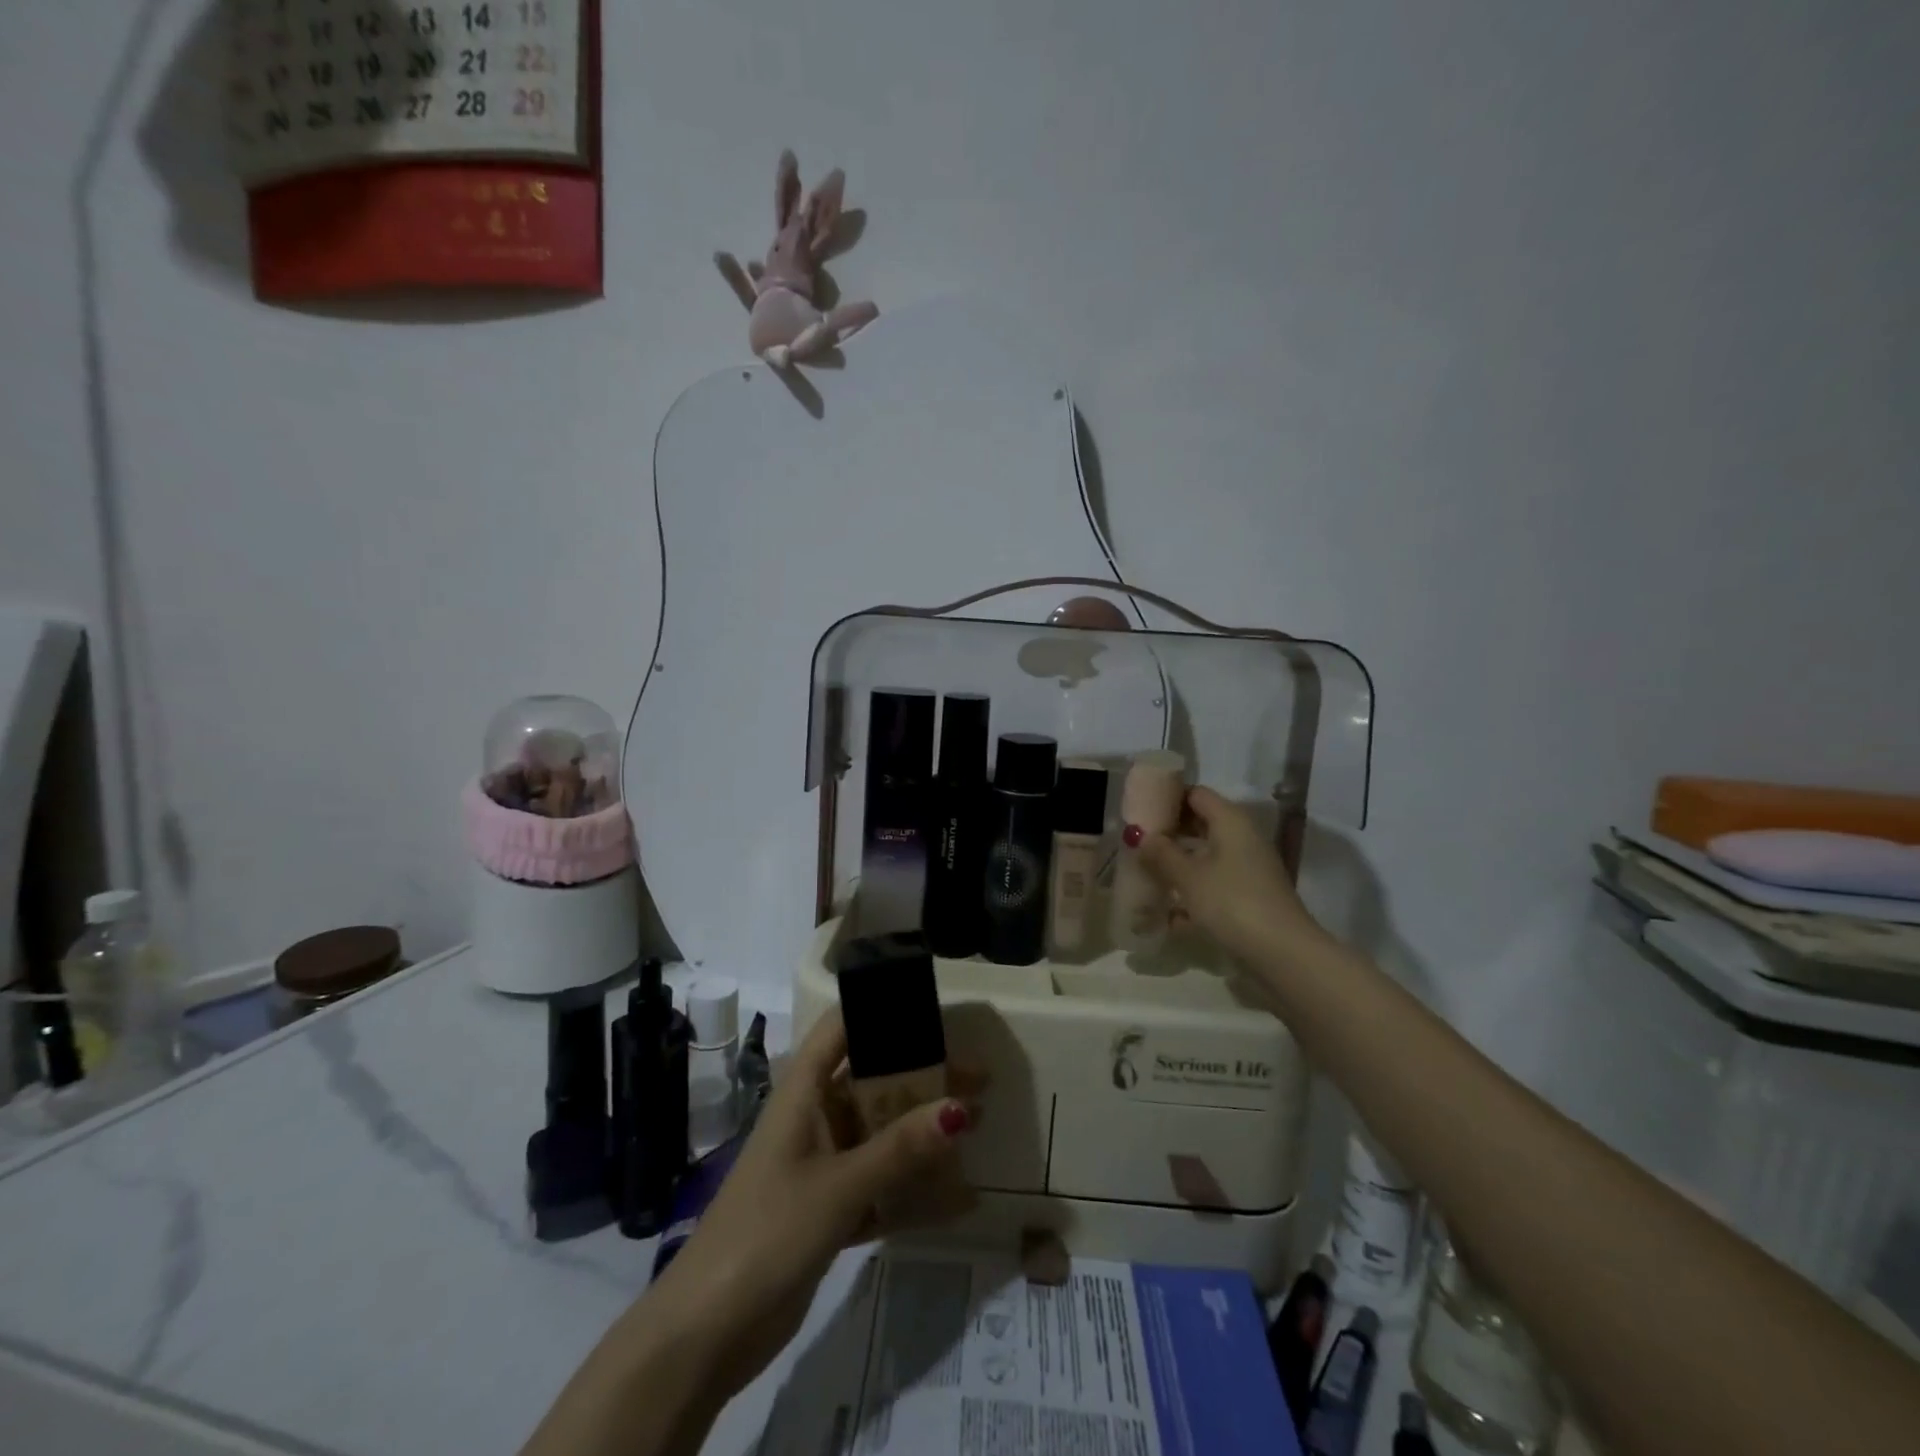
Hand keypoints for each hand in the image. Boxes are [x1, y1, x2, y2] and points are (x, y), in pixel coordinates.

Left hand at [643, 1009, 979, 1403]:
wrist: (704, 1334)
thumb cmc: (766, 1233)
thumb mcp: (839, 1186)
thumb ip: (900, 1148)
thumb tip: (960, 1106)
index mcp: (803, 1094)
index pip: (841, 1029)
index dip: (881, 1011)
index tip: (934, 1009)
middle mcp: (813, 1119)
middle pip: (873, 1081)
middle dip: (923, 1077)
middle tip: (979, 1078)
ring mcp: (820, 1166)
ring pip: (880, 1133)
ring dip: (923, 1131)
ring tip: (977, 1124)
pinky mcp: (827, 1210)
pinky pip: (879, 1186)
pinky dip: (912, 1189)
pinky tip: (958, 1198)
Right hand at [1130, 786, 1325, 963]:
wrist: (1282, 954)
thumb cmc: (1231, 902)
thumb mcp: (1188, 877)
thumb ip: (1162, 854)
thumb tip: (1142, 837)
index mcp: (1230, 821)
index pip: (1196, 794)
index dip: (1168, 797)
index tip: (1141, 810)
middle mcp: (1243, 838)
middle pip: (1201, 824)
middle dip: (1170, 833)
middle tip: (1138, 843)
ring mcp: (1249, 868)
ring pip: (1206, 856)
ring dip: (1179, 864)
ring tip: (1146, 874)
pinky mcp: (1250, 896)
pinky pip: (1214, 883)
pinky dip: (1193, 890)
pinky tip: (1168, 912)